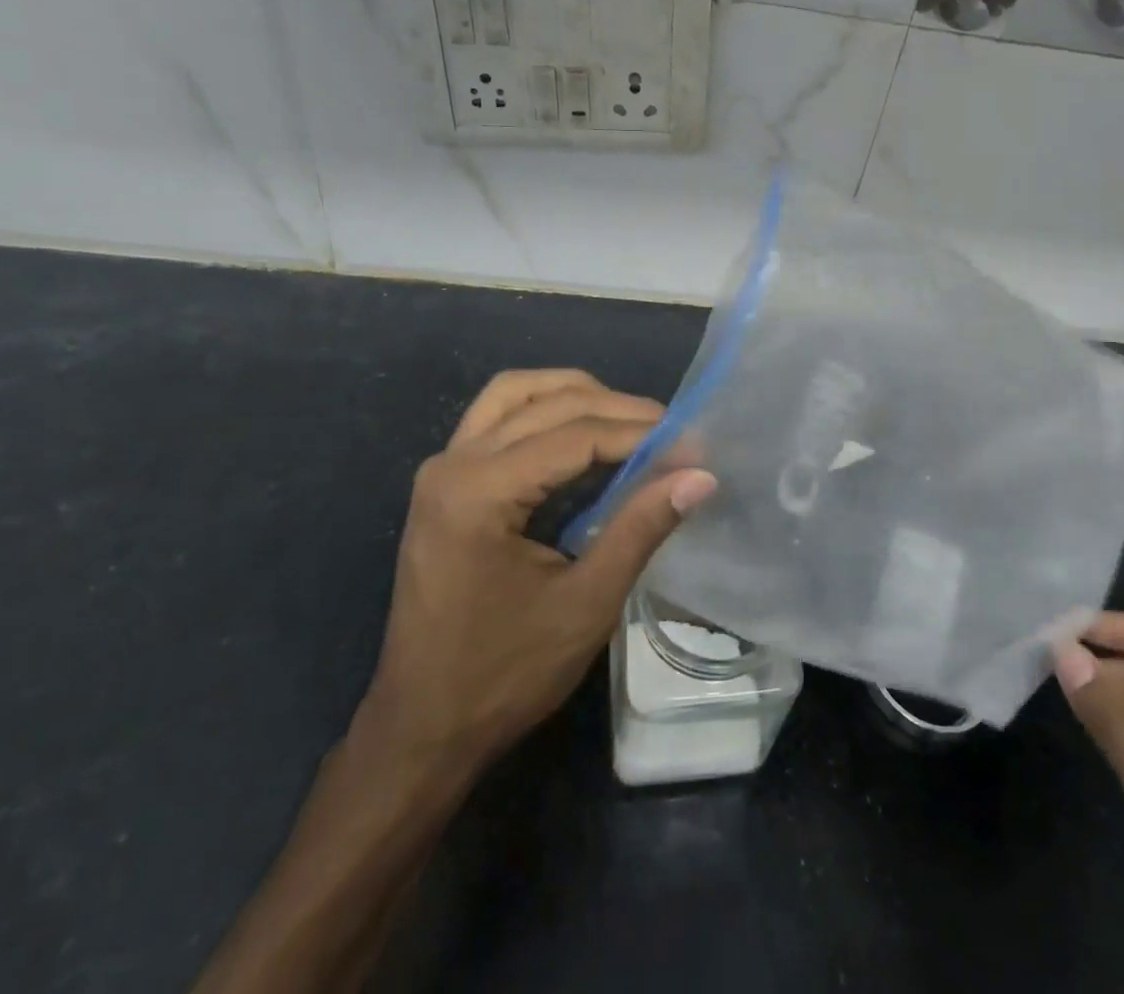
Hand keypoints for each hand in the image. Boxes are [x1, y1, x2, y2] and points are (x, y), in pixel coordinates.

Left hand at [357, 369, 716, 784]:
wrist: (423, 728)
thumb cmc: (504, 675)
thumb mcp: (587, 604)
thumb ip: (641, 528)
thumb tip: (701, 476)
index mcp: (479, 492)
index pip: (575, 435)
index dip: (640, 433)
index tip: (692, 444)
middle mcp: (452, 463)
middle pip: (547, 403)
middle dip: (616, 409)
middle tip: (671, 431)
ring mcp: (442, 469)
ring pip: (515, 393)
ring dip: (575, 395)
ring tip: (629, 422)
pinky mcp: (444, 483)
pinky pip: (498, 418)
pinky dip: (545, 411)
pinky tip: (582, 436)